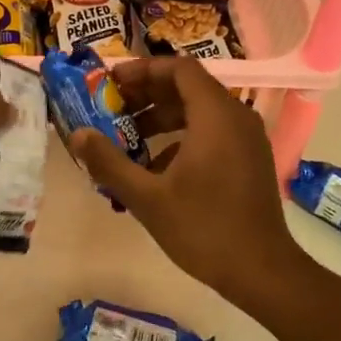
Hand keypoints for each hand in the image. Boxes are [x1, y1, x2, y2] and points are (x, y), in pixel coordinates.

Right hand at [68, 57, 310, 306]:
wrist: (263, 272)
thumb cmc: (204, 228)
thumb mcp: (148, 198)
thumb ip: (110, 162)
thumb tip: (77, 135)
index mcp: (215, 115)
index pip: (179, 68)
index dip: (143, 69)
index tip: (112, 82)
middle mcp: (236, 116)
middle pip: (188, 86)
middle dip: (147, 93)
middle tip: (112, 107)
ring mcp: (247, 138)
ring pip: (199, 110)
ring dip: (162, 117)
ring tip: (127, 137)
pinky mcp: (249, 158)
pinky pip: (211, 131)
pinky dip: (181, 137)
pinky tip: (155, 168)